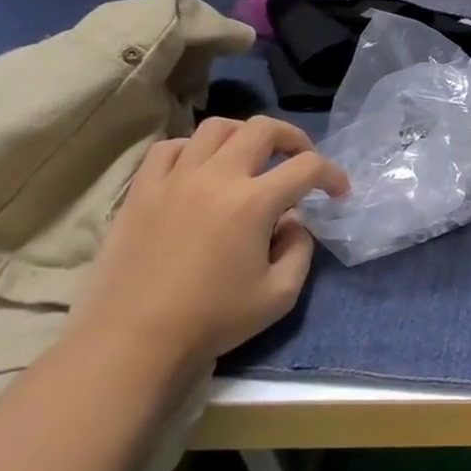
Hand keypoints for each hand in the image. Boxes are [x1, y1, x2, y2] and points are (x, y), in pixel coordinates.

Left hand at [69, 116, 349, 372]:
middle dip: (294, 138)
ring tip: (252, 157)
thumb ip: (300, 249)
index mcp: (253, 203)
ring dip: (245, 135)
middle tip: (301, 159)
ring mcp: (173, 180)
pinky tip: (202, 169)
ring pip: (216, 128)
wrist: (132, 342)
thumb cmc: (212, 321)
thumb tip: (293, 222)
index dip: (332, 175)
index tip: (338, 192)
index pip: (307, 167)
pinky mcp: (141, 191)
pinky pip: (171, 148)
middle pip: (263, 129)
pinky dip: (195, 148)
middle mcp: (215, 178)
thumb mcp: (280, 294)